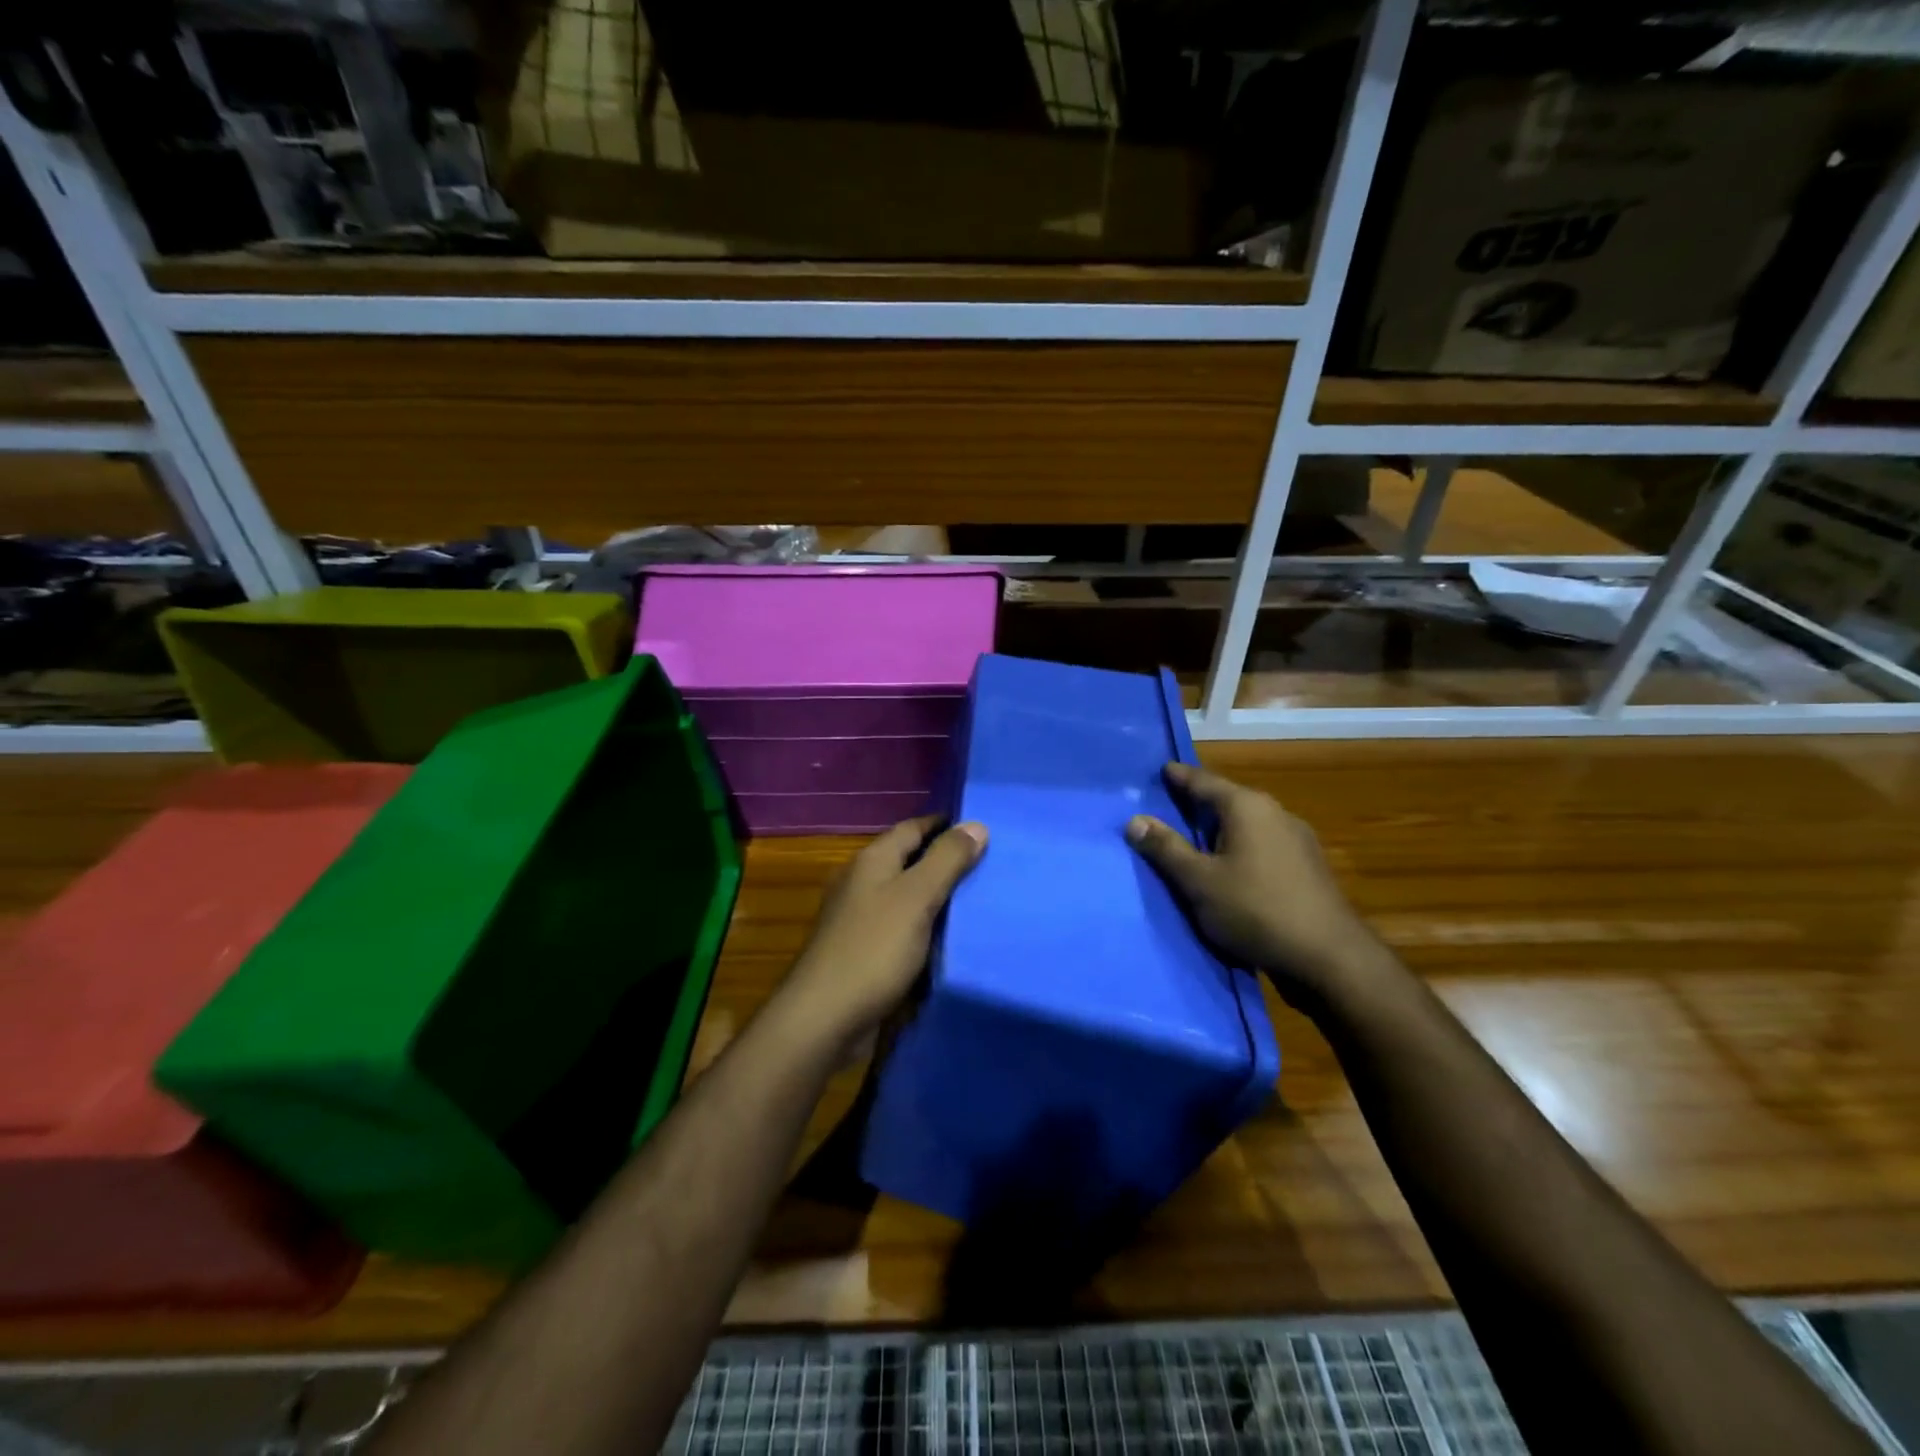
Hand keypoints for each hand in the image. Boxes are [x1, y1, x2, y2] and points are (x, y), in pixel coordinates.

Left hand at [777, 815, 987, 1059]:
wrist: (824, 1018)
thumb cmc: (873, 949)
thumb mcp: (917, 898)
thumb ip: (946, 860)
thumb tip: (975, 824)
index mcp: (872, 860)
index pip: (913, 828)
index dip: (945, 825)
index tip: (982, 830)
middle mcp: (862, 882)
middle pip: (909, 860)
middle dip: (945, 861)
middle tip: (991, 866)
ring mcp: (859, 917)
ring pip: (905, 895)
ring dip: (936, 896)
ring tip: (979, 900)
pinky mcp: (863, 950)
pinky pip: (901, 927)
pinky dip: (924, 927)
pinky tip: (949, 937)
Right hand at [1126, 763, 1383, 1005]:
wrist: (1330, 958)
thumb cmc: (1256, 910)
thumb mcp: (1198, 881)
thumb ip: (1166, 848)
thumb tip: (1134, 819)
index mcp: (1247, 806)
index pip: (1204, 780)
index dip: (1179, 776)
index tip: (1161, 769)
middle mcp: (1275, 813)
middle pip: (1228, 800)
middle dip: (1199, 802)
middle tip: (1170, 804)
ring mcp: (1297, 841)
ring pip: (1247, 825)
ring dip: (1220, 829)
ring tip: (1194, 838)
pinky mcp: (1307, 869)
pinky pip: (1262, 846)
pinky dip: (1239, 849)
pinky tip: (1229, 868)